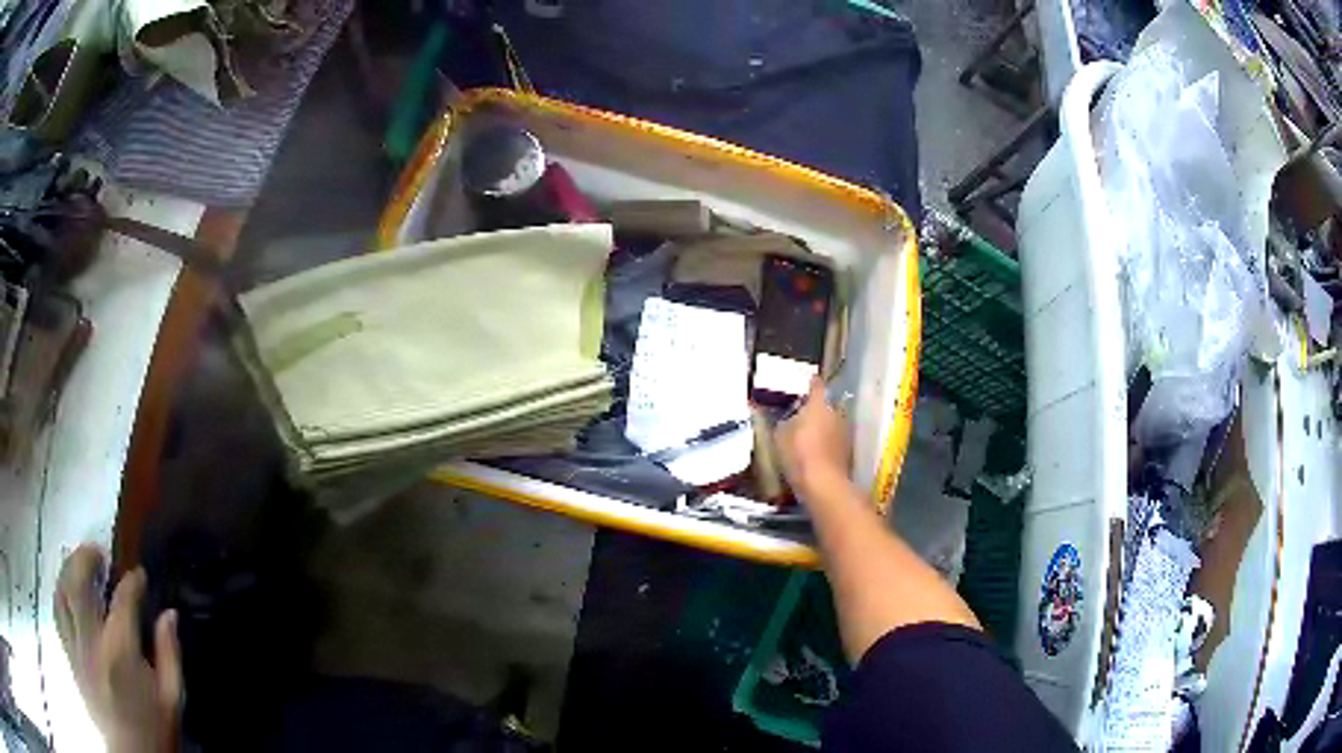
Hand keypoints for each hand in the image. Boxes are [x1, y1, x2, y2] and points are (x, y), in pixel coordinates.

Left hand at [55, 546, 181, 752]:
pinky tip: (65, 593)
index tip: (139, 576)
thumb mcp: (170, 702)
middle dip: (87, 556)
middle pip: (79, 577)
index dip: (132, 581)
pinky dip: (59, 592)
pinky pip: (56, 609)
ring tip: (78, 566)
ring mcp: (75, 642)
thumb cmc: (152, 732)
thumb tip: (170, 614)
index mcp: (121, 649)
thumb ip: (170, 656)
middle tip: (99, 554)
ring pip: (62, 587)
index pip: (124, 598)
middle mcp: (91, 636)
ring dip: (68, 568)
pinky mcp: (68, 651)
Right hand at [775, 377, 851, 501]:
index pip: (816, 385)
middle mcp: (836, 413)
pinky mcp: (848, 449)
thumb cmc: (799, 454)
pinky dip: (827, 442)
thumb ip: (783, 422)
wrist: (823, 484)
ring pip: (832, 422)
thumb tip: (786, 417)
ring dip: (823, 426)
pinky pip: (835, 439)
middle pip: (825, 406)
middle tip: (801, 416)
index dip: (811, 382)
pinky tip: (816, 452)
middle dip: (815, 409)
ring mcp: (845, 431)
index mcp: (819, 405)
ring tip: (808, 436)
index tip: (807, 381)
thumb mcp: (780, 436)